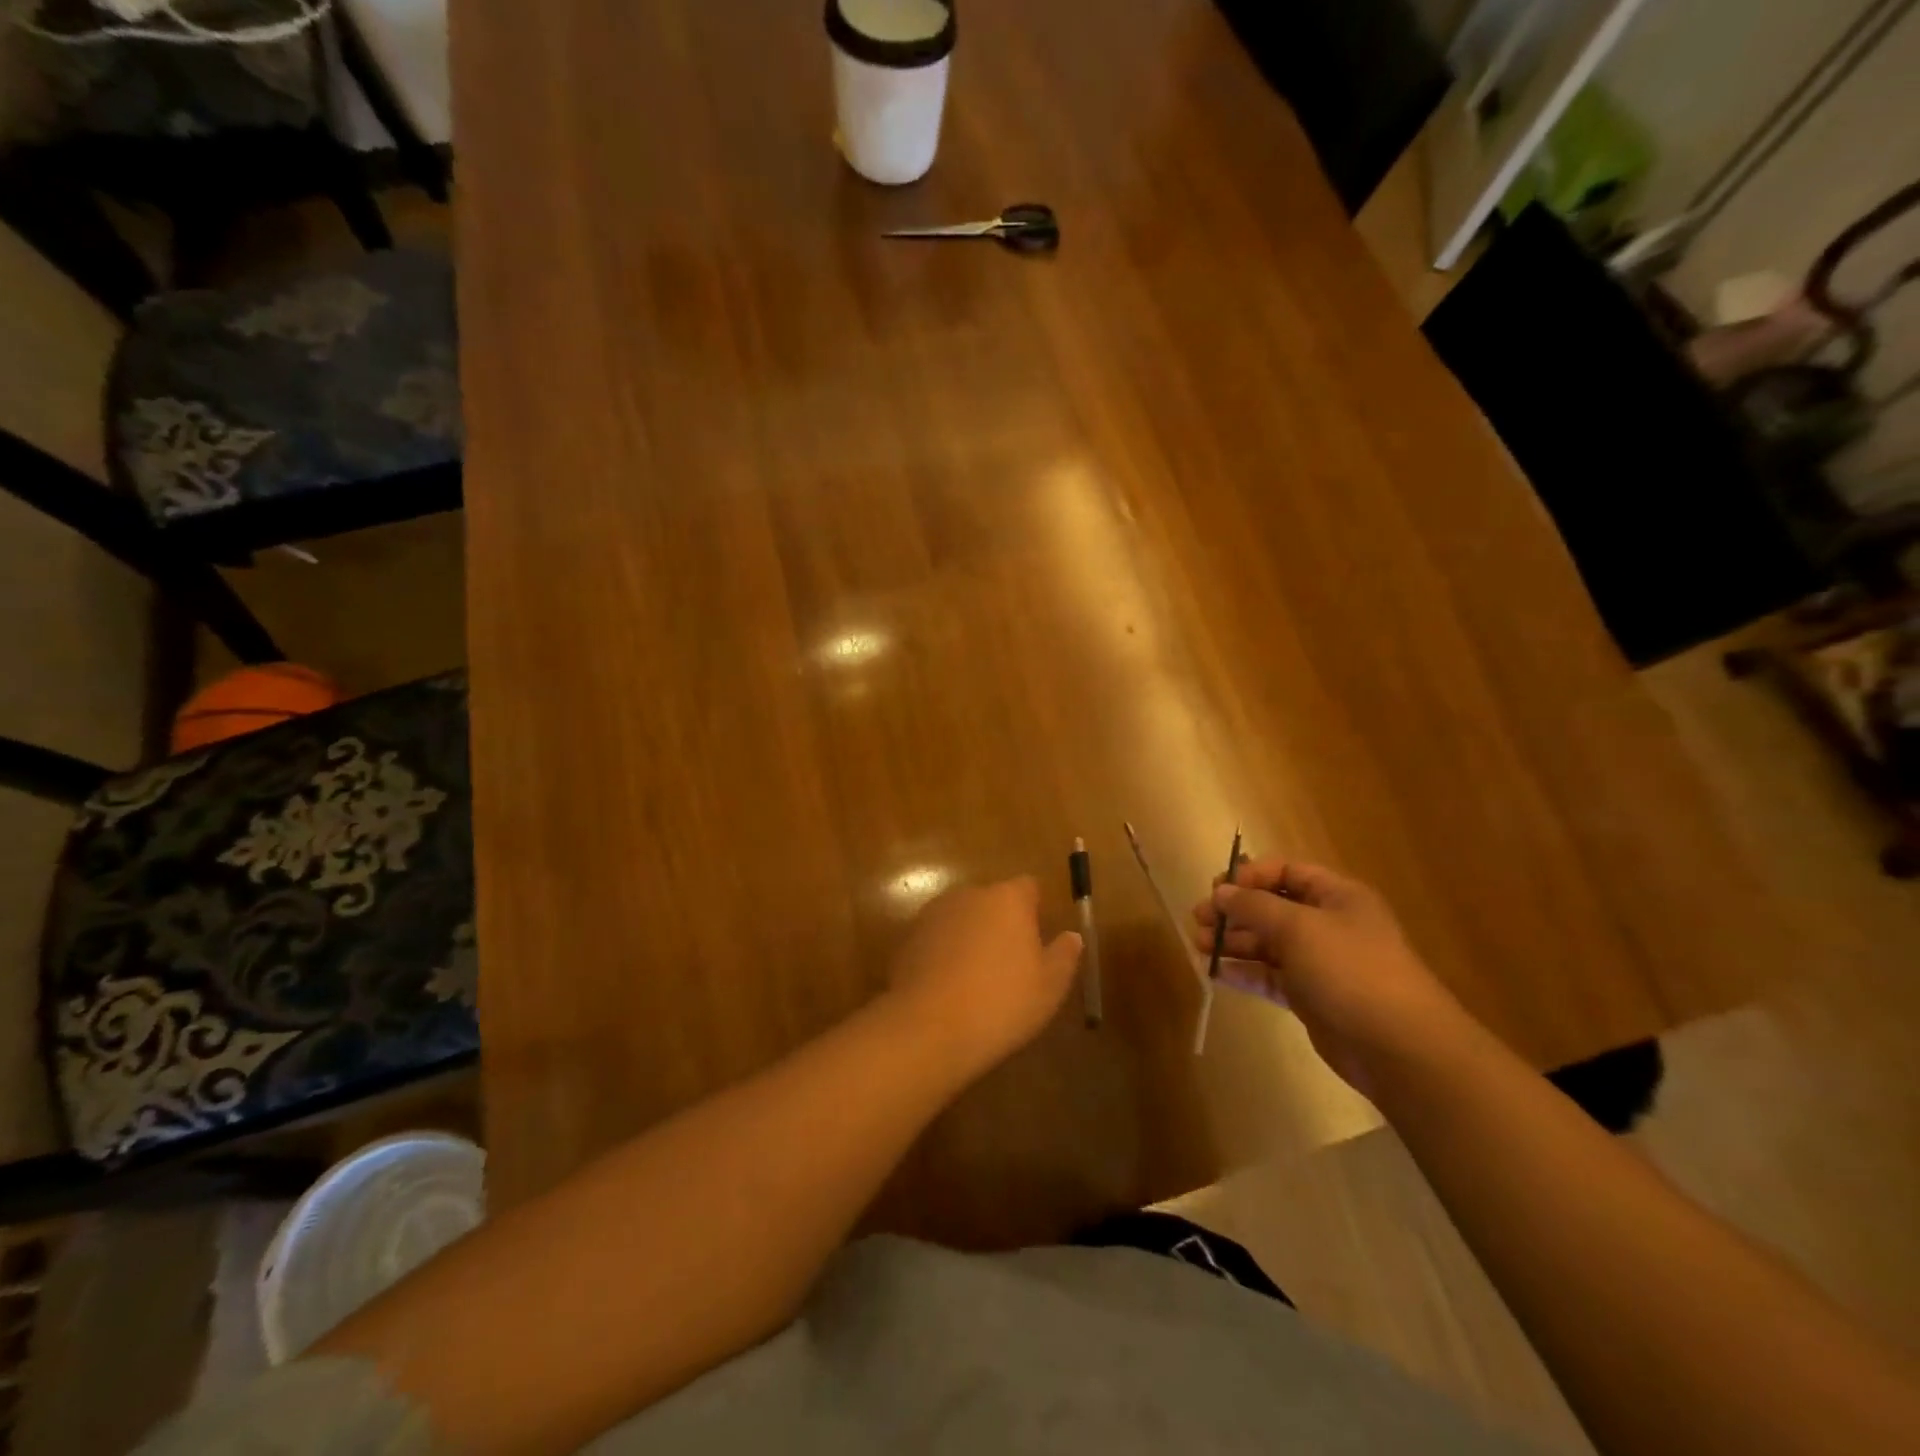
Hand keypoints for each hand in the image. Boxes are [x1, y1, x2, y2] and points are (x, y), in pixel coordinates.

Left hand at [887, 877, 1083, 1071]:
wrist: (929, 1026)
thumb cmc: (1001, 1002)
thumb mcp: (1049, 986)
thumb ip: (1064, 955)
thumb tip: (1072, 936)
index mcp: (1008, 899)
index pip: (1028, 887)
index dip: (1034, 909)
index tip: (1037, 940)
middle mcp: (969, 895)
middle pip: (992, 901)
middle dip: (1001, 924)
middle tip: (1009, 966)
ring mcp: (934, 914)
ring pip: (962, 919)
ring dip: (971, 938)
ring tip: (976, 981)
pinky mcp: (908, 937)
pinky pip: (937, 939)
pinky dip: (944, 954)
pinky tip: (948, 989)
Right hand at [1191, 858, 1467, 1090]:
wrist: (1398, 1046)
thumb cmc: (1349, 969)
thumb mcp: (1298, 927)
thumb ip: (1254, 906)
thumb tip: (1221, 892)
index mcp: (1336, 896)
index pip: (1286, 871)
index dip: (1250, 876)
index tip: (1217, 889)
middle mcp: (1328, 924)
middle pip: (1272, 907)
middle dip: (1234, 911)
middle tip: (1199, 919)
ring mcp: (1320, 962)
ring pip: (1267, 943)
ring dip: (1233, 941)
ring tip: (1199, 945)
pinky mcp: (1310, 997)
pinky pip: (1270, 976)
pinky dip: (1245, 972)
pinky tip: (1217, 972)